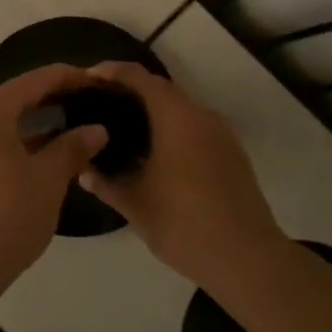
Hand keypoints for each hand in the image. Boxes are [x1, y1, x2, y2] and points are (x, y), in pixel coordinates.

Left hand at [0, 64, 108, 287]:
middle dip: (50, 101)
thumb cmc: (5, 216)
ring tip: (66, 135)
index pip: (35, 80)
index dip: (69, 78)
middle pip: (13, 98)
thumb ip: (72, 149)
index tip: (97, 83)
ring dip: (30, 126)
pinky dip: (9, 144)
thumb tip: (96, 130)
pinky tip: (34, 160)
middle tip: (86, 108)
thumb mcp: (47, 181)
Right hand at [77, 61, 284, 285]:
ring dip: (152, 112)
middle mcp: (201, 116)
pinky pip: (194, 128)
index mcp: (176, 117)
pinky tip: (152, 155)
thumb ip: (105, 182)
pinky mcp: (231, 154)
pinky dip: (170, 130)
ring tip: (121, 130)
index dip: (111, 72)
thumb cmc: (184, 223)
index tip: (86, 79)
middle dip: (129, 92)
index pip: (139, 77)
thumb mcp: (134, 204)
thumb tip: (84, 171)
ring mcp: (221, 135)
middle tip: (98, 106)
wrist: (248, 259)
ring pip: (180, 109)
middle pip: (161, 89)